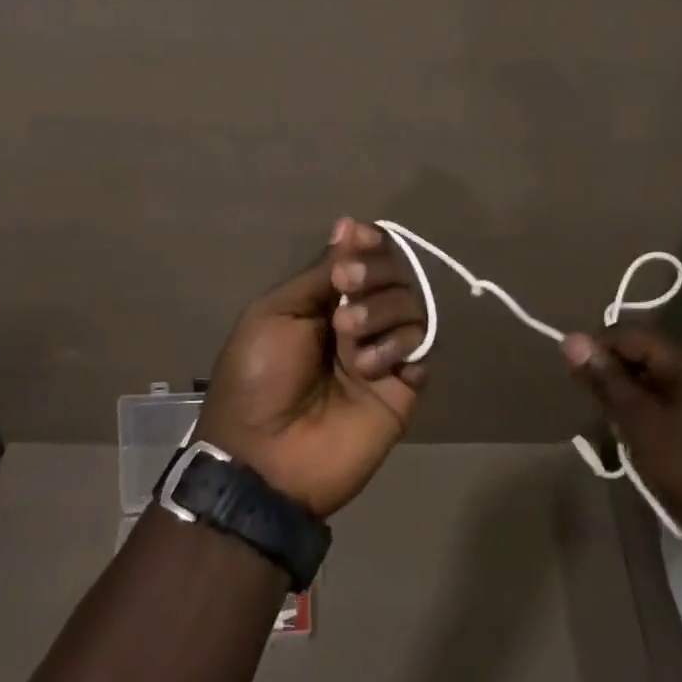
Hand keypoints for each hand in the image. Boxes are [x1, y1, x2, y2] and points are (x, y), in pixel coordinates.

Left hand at [197, 218, 430, 518]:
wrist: (265, 458)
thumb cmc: (259, 378)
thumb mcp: (277, 313)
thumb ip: (319, 272)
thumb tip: (348, 224)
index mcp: (325, 300)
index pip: (363, 256)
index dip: (368, 243)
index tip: (359, 240)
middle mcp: (359, 320)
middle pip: (394, 274)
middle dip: (374, 273)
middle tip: (347, 287)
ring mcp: (383, 353)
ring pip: (412, 306)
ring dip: (381, 312)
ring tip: (349, 340)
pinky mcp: (404, 387)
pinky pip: (422, 348)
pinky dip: (399, 347)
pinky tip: (368, 367)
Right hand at [561, 326, 681, 564]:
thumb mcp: (638, 422)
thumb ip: (605, 378)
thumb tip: (571, 339)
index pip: (632, 334)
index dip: (598, 348)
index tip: (572, 374)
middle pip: (648, 353)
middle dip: (614, 371)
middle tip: (590, 401)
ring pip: (661, 377)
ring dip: (631, 391)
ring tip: (611, 420)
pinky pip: (678, 396)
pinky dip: (653, 406)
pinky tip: (641, 432)